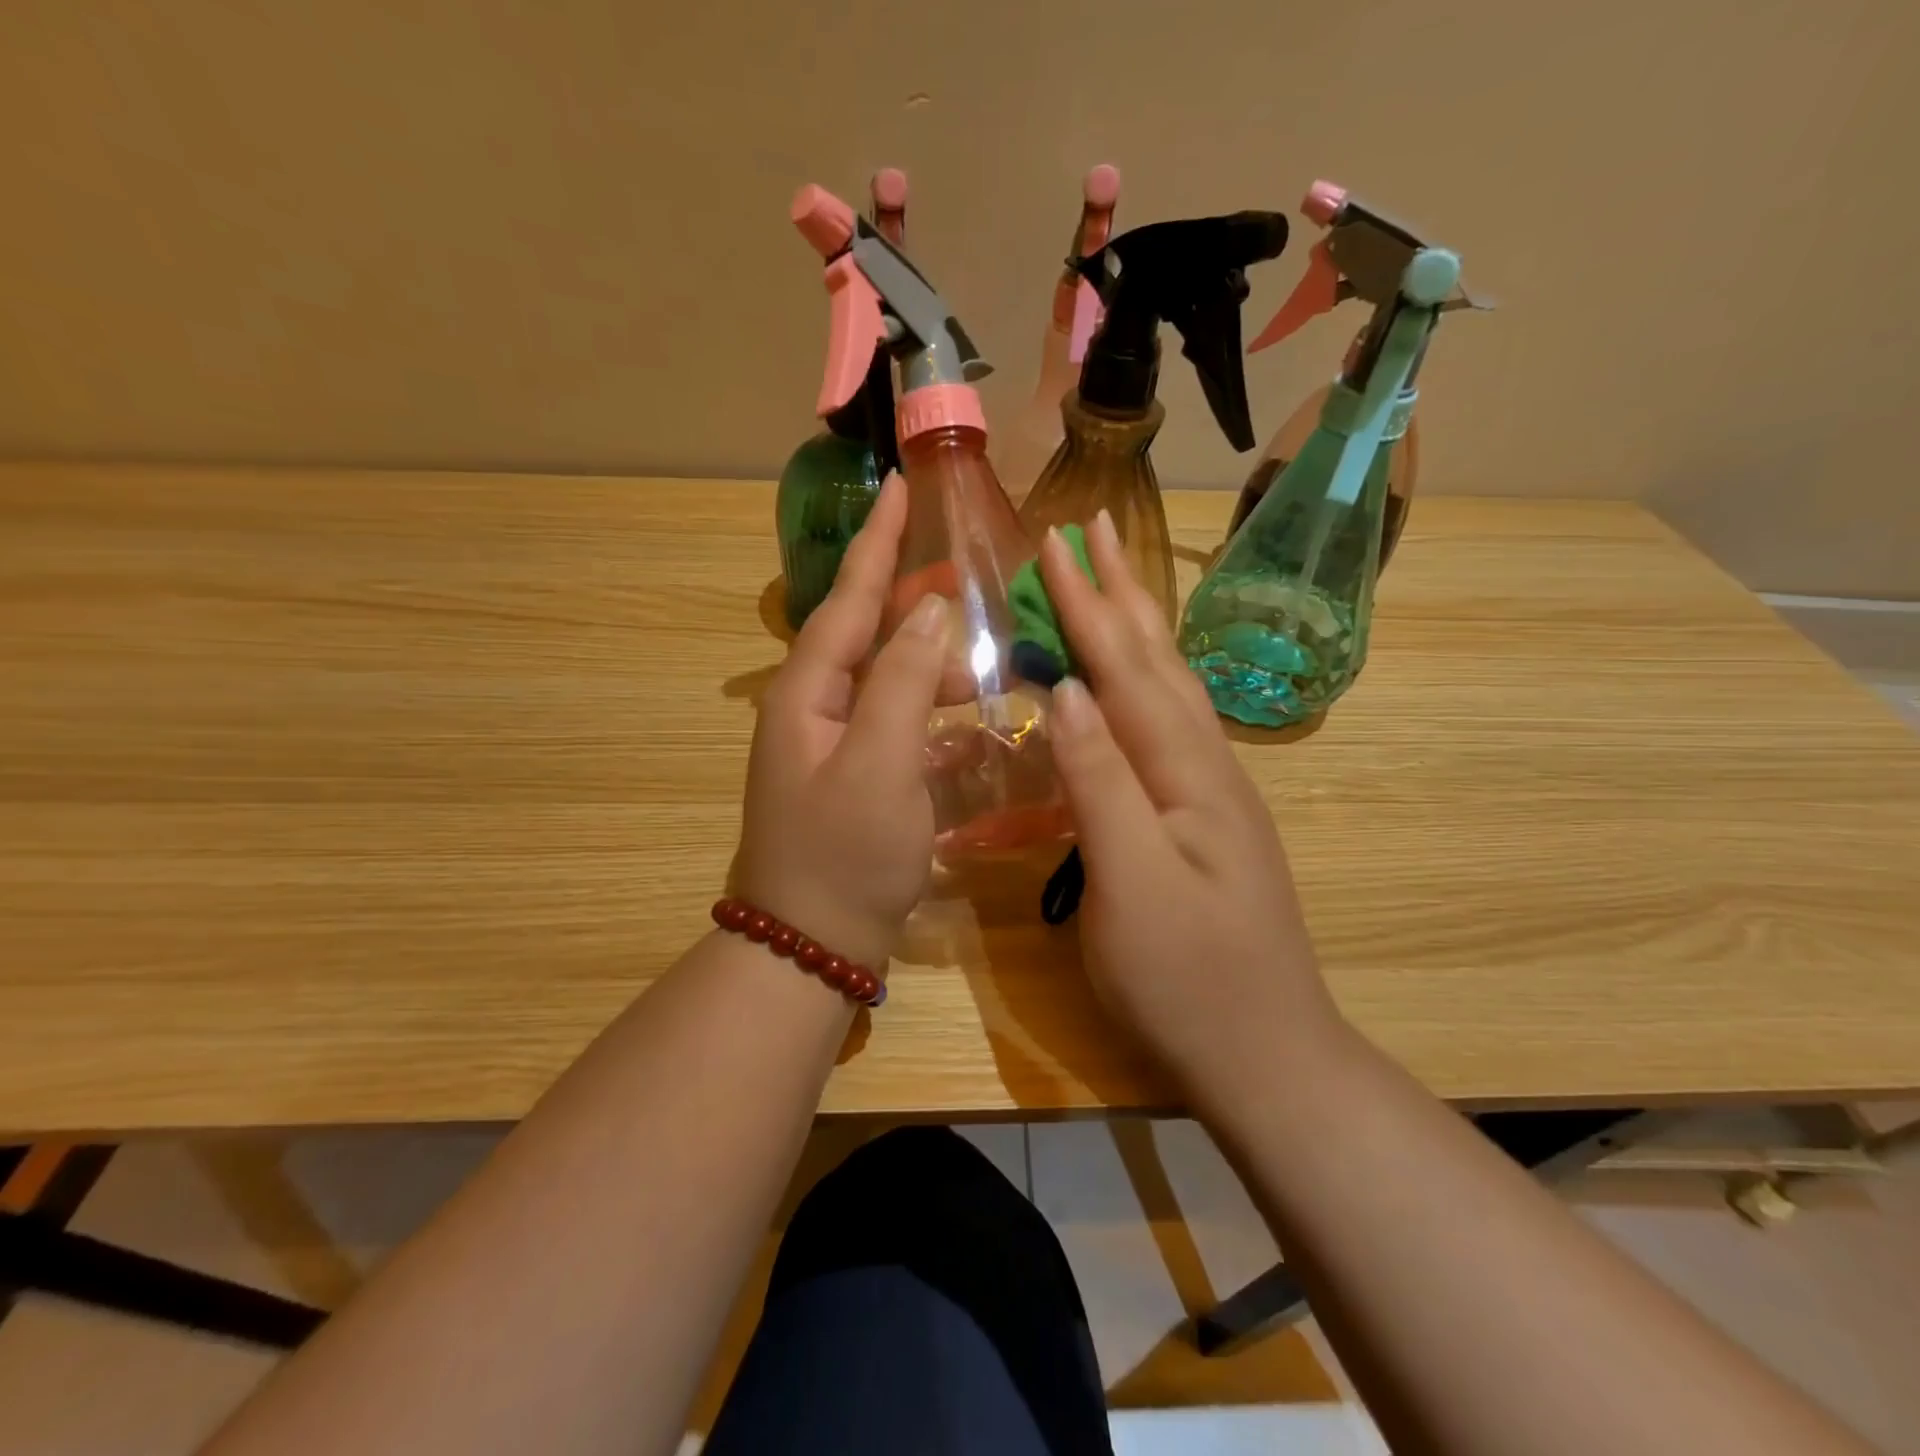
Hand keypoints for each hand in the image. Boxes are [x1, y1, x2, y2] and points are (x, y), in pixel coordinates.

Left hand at [735, 475, 947, 971]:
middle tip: (966, 583)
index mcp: (807, 694)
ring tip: (982, 668)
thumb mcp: (880, 762)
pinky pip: (897, 725)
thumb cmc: (844, 854)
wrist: (812, 946)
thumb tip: (930, 611)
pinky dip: (932, 716)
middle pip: (865, 635)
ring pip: (885, 682)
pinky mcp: (855, 779)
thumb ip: (903, 681)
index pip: (849, 599)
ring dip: (930, 668)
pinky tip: (970, 722)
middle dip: (911, 603)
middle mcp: (813, 710)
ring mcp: (832, 747)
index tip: (899, 487)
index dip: (877, 544)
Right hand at [1039, 511, 1345, 1089]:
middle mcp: (1208, 765)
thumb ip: (1100, 781)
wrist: (1264, 1054)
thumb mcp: (1130, 882)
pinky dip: (1142, 680)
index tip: (1058, 542)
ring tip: (1112, 581)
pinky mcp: (1201, 817)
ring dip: (1137, 626)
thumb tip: (1065, 689)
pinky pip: (1166, 723)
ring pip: (1169, 686)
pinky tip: (1130, 680)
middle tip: (1096, 528)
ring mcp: (1210, 791)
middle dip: (1122, 591)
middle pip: (1158, 660)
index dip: (1089, 605)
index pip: (1126, 669)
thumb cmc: (1187, 978)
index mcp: (1189, 772)